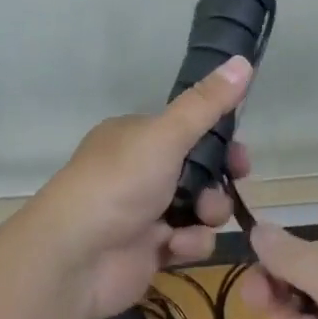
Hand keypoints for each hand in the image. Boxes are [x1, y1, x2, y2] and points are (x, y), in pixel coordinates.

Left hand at [27, 54, 252, 318]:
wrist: (75, 257)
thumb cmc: (119, 183)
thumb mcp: (166, 135)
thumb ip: (206, 104)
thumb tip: (242, 60)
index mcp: (137, 135)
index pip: (188, 129)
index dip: (219, 139)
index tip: (241, 153)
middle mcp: (139, 169)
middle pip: (198, 169)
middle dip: (219, 178)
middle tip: (235, 181)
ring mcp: (144, 211)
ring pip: (198, 206)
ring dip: (208, 211)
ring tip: (202, 216)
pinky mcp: (149, 250)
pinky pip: (186, 240)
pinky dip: (189, 242)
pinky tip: (177, 245)